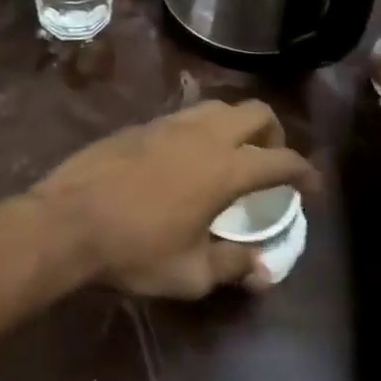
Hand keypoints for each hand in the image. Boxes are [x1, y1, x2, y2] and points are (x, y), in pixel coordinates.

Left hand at [30, 100, 320, 299]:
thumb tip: (263, 269)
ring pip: (218, 106)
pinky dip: (201, 128)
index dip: (305, 172)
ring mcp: (168, 123)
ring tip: (231, 155)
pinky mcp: (140, 124)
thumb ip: (233, 266)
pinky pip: (184, 114)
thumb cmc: (134, 251)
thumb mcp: (190, 274)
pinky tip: (187, 156)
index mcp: (225, 169)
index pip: (281, 159)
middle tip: (271, 162)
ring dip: (236, 124)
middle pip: (255, 112)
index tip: (312, 188)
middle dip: (274, 133)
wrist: (67, 220)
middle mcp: (203, 135)